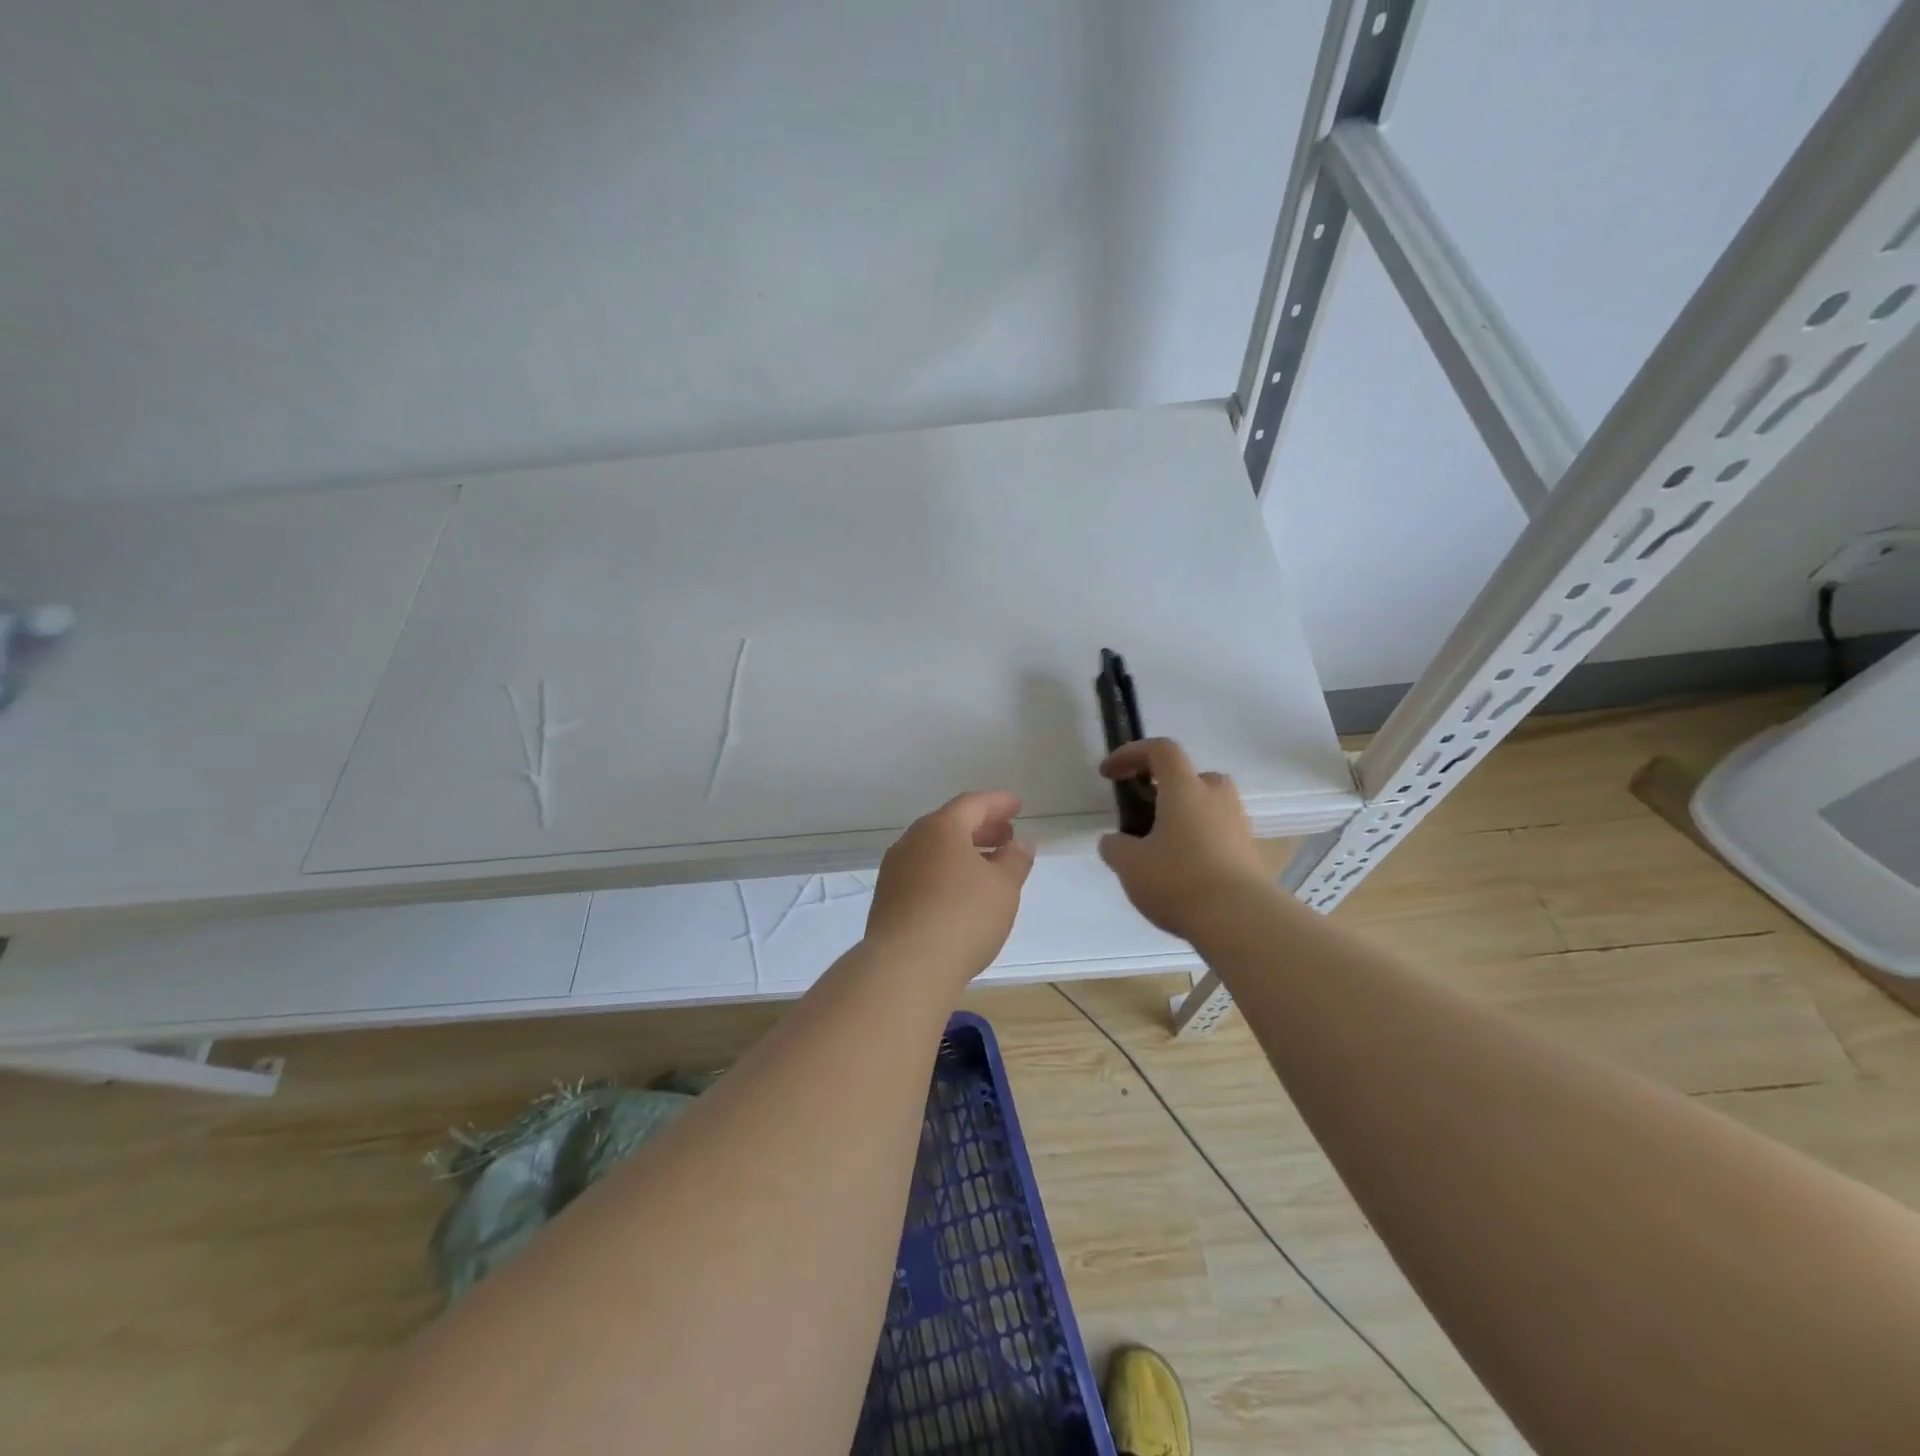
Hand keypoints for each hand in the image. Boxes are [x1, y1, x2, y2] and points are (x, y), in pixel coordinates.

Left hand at [866, 791, 1034, 987]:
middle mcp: (911, 842)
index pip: (972, 804)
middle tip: (1006, 836)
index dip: (998, 803)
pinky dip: (945, 873)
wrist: (905, 967)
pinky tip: (960, 894)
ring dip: (963, 852)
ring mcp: (895, 871)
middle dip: (981, 827)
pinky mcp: (887, 900)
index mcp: (940, 828)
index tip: (1018, 806)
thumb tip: (1019, 844)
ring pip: (933, 850)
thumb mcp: (1003, 887)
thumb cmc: (963, 917)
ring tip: (988, 867)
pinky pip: (922, 874)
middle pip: (949, 825)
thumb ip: (1015, 861)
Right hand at [1098, 738, 1268, 939]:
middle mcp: (1217, 798)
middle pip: (1192, 777)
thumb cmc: (1179, 880)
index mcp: (1185, 789)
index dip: (1131, 754)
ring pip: (1208, 808)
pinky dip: (1199, 844)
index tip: (1109, 774)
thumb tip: (1114, 842)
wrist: (1241, 921)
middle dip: (1166, 788)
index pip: (1161, 750)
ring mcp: (1239, 826)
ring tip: (1162, 849)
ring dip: (1185, 818)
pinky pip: (1220, 836)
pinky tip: (1183, 873)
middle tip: (1146, 812)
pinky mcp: (1251, 855)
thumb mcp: (1129, 864)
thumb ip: (1115, 847)